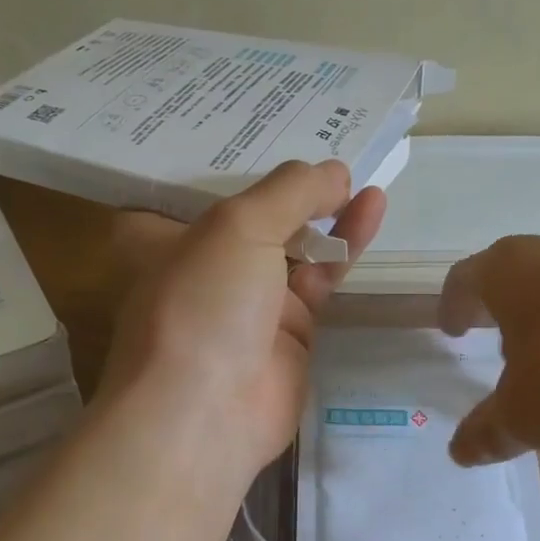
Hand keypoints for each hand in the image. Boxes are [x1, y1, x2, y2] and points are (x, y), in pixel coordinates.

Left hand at [101, 161, 385, 479]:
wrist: (206, 417)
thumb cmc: (203, 305)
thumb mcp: (238, 227)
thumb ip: (290, 191)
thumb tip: (335, 171)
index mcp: (168, 236)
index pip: (204, 185)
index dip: (240, 156)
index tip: (278, 124)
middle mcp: (208, 264)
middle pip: (257, 214)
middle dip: (293, 186)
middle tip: (334, 146)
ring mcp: (250, 300)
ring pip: (297, 244)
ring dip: (329, 211)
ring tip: (363, 176)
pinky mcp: (292, 330)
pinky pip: (323, 278)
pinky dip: (346, 246)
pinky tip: (371, 208)